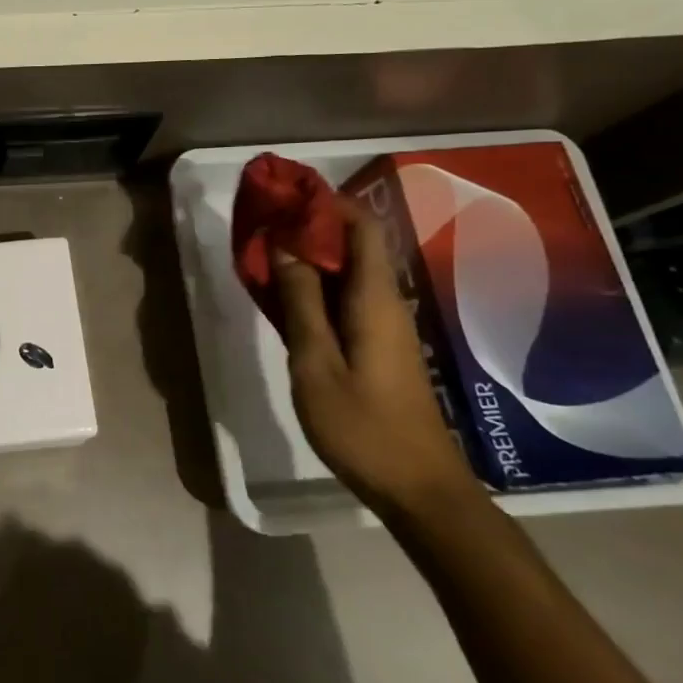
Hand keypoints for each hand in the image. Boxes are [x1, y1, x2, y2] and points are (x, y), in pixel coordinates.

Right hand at [274, 198, 485, 522]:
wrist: (418, 488)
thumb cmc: (363, 426)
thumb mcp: (316, 364)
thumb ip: (300, 303)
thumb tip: (285, 246)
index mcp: (374, 300)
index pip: (361, 227)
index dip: (326, 203)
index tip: (285, 194)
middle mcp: (386, 303)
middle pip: (355, 245)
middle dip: (311, 225)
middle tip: (264, 221)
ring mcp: (385, 326)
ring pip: (348, 272)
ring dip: (310, 256)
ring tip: (265, 252)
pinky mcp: (379, 346)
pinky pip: (345, 298)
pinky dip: (315, 285)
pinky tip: (285, 296)